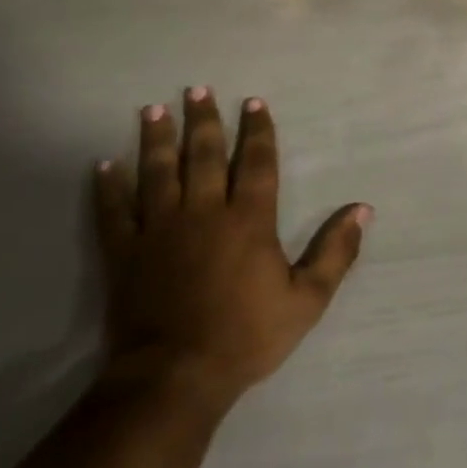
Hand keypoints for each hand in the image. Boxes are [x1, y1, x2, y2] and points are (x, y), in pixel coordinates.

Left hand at [93, 89, 369, 411]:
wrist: (175, 377)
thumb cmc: (246, 336)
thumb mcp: (307, 299)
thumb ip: (336, 251)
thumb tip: (363, 209)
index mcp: (248, 220)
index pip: (256, 163)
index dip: (257, 131)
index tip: (253, 103)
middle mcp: (203, 212)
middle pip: (203, 155)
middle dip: (203, 120)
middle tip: (197, 89)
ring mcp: (159, 230)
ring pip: (157, 172)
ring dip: (156, 139)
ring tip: (152, 109)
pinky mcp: (125, 253)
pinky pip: (114, 212)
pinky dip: (108, 188)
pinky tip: (103, 165)